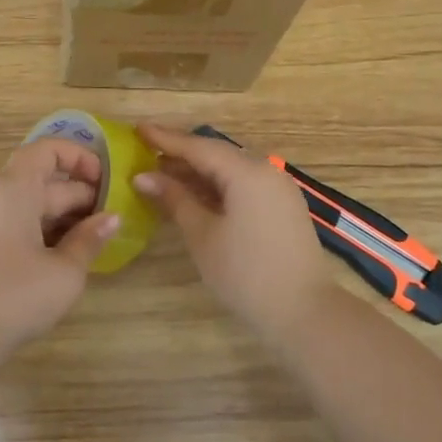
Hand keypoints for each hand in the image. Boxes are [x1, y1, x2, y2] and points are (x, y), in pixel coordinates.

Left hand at [0, 139, 119, 348]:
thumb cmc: (13, 296)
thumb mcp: (64, 272)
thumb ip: (90, 240)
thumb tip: (112, 218)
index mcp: (13, 188)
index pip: (47, 150)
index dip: (79, 157)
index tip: (106, 181)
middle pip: (40, 180)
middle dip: (78, 195)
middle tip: (110, 219)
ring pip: (26, 205)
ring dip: (60, 216)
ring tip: (92, 240)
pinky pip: (12, 223)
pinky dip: (39, 231)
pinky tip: (61, 258)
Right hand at [134, 124, 339, 340]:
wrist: (304, 311)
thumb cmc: (245, 272)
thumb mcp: (202, 234)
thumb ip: (174, 199)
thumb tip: (143, 177)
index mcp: (246, 171)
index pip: (198, 146)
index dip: (165, 138)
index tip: (137, 129)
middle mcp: (266, 170)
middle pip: (216, 154)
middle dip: (181, 154)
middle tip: (146, 153)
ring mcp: (278, 189)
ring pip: (231, 170)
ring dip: (198, 172)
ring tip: (162, 175)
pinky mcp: (283, 207)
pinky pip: (244, 185)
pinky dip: (217, 186)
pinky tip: (194, 195)